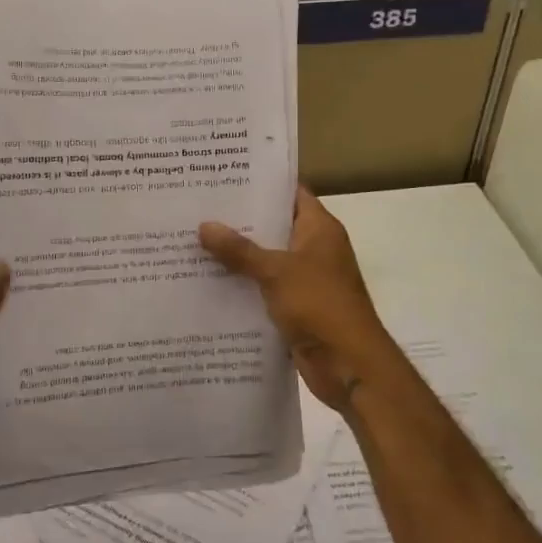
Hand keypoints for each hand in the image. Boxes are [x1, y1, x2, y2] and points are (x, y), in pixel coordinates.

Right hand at [198, 188, 395, 412]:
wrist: (349, 365)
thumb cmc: (320, 305)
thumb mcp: (276, 271)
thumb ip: (239, 250)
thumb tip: (204, 225)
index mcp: (319, 229)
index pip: (290, 194)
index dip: (261, 184)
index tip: (223, 177)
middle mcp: (314, 249)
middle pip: (273, 227)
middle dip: (238, 221)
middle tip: (197, 208)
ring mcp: (304, 280)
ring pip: (264, 260)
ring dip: (236, 256)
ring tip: (192, 241)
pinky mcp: (294, 308)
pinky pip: (263, 290)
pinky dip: (241, 286)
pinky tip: (206, 281)